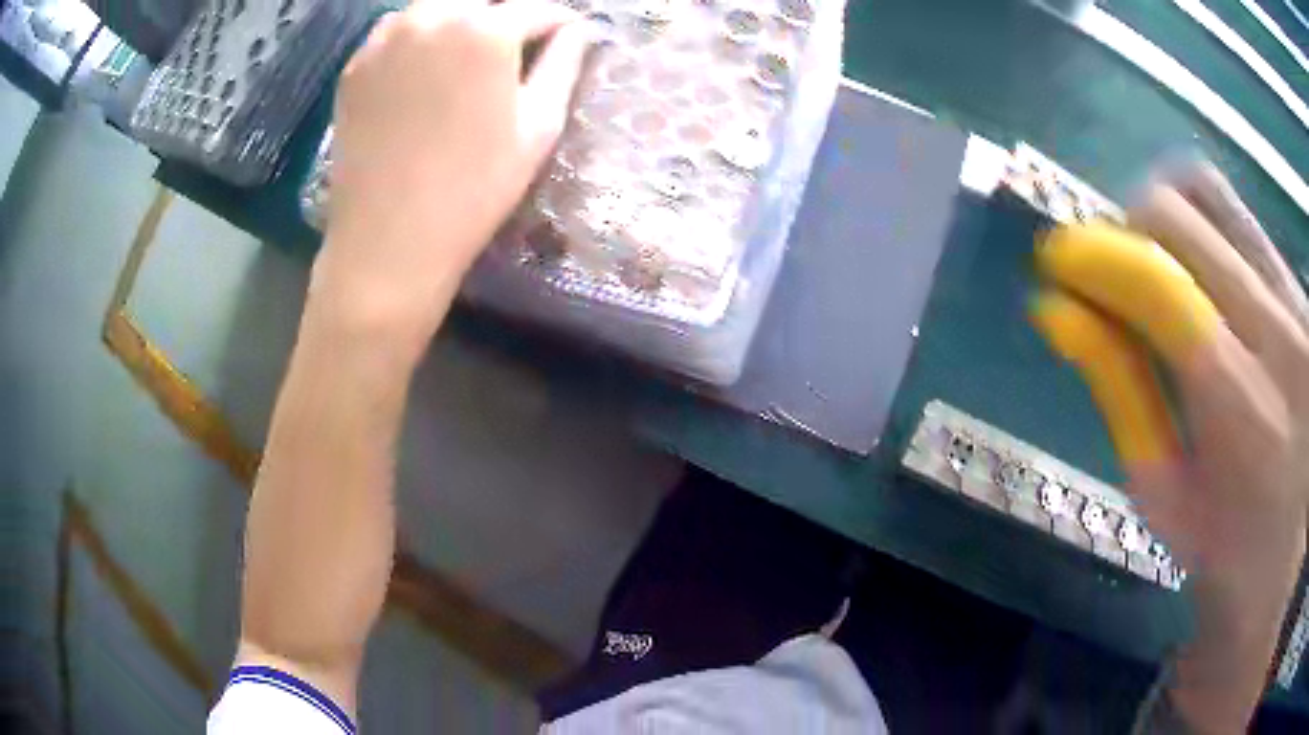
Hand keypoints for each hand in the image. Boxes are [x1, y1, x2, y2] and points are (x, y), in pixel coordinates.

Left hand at [309, 0, 590, 361]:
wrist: (388, 240)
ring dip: (459, 18)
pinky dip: (417, 37)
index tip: (567, 35)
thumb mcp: (539, 128)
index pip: (537, 8)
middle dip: (504, 13)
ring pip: (435, 6)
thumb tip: (577, 31)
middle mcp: (432, 16)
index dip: (559, 22)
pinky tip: (422, 71)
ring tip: (466, 54)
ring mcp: (385, 38)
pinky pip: (395, 31)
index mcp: (485, 28)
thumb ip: (564, 64)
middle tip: (514, 44)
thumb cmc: (474, 188)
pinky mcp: (355, 65)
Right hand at [1033, 163, 1308, 731]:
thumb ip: (1119, 392)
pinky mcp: (1299, 289)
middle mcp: (1274, 329)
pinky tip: (1203, 279)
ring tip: (1155, 263)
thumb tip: (1059, 312)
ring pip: (1211, 194)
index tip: (1059, 262)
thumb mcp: (1164, 494)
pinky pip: (1240, 220)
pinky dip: (1204, 229)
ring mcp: (1293, 299)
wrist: (1291, 556)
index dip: (1094, 255)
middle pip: (1180, 212)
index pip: (1156, 282)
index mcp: (1237, 403)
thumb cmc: (1226, 550)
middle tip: (1111, 272)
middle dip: (1125, 227)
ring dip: (1165, 215)